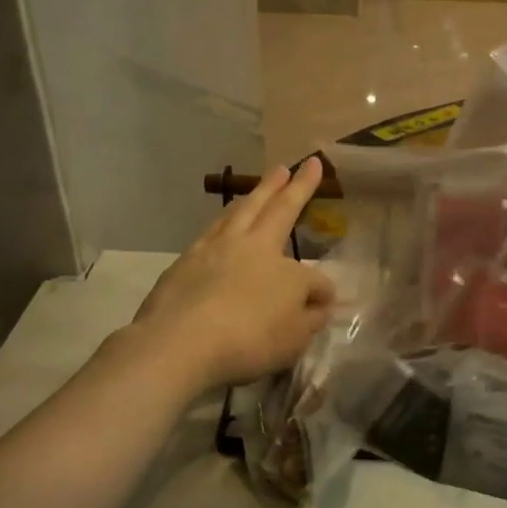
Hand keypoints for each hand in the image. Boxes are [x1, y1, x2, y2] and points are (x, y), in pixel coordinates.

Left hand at [130, 159, 335, 394]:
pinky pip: (211, 231)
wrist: (181, 343)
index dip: (322, 292)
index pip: (312, 277)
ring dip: (256, 193)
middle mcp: (250, 247)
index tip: (325, 305)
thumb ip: (311, 317)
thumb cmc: (248, 340)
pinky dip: (224, 220)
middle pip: (275, 210)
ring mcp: (213, 250)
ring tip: (266, 180)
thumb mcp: (294, 337)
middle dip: (292, 187)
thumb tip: (322, 301)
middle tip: (298, 164)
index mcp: (282, 266)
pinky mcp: (184, 262)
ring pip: (239, 212)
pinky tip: (222, 223)